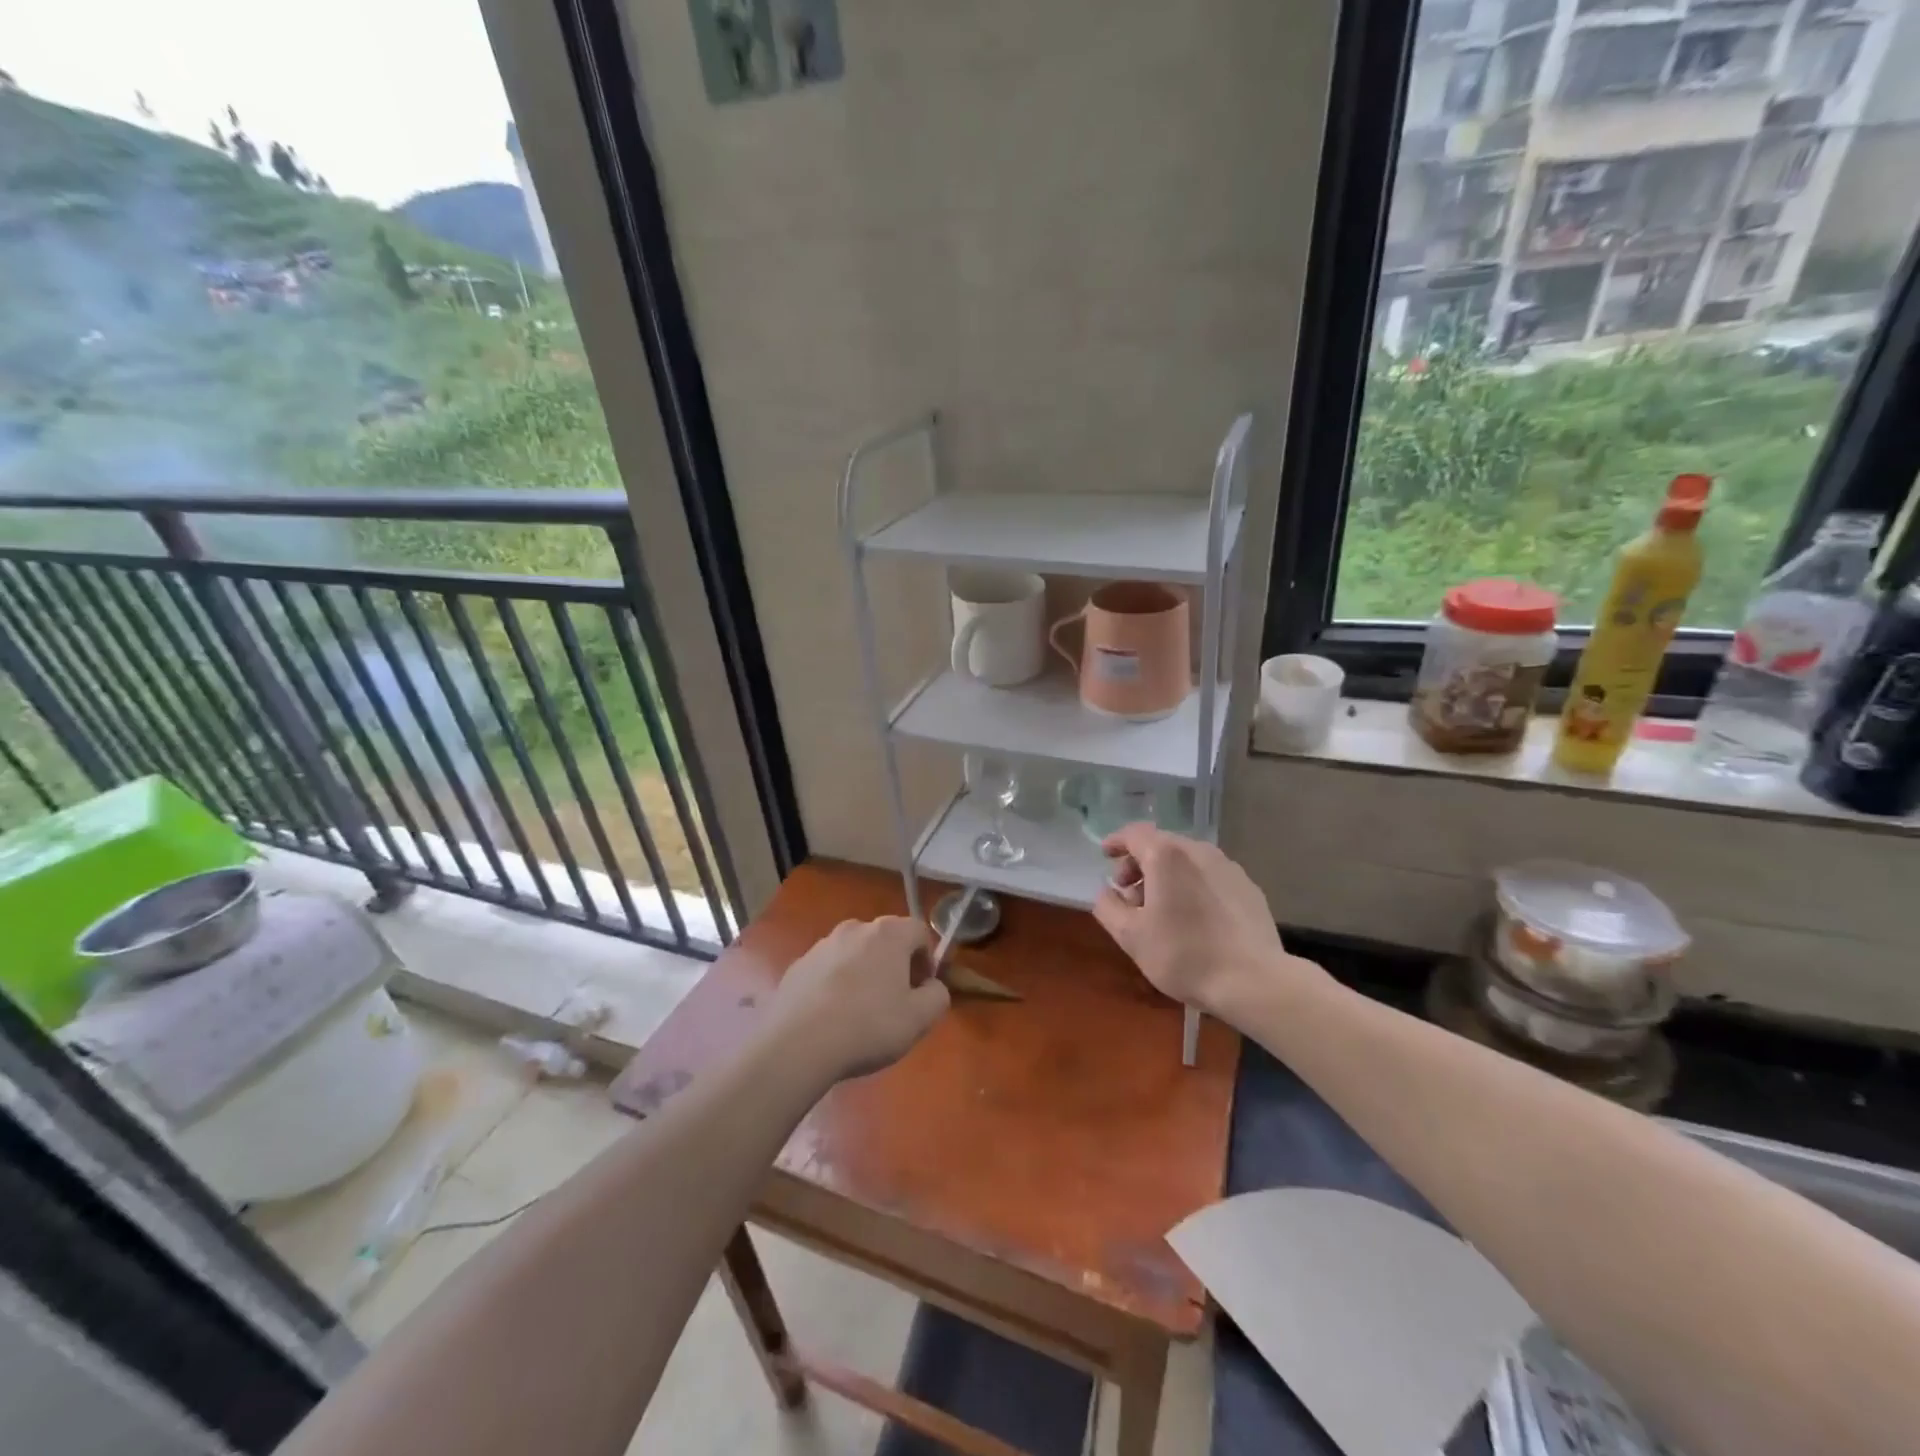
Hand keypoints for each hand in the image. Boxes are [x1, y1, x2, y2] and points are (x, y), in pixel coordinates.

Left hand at [766, 916, 950, 1081]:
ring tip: (861, 1012)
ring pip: (854, 953)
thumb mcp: (920, 1018)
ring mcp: (821, 945)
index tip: (923, 988)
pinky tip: (832, 1017)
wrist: (798, 1044)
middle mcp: (854, 929)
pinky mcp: (797, 966)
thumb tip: (931, 986)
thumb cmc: (869, 1026)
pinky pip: (827, 970)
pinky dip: (835, 985)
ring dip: (864, 973)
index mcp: (888, 934)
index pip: (919, 931)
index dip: (927, 958)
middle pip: (885, 939)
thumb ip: (937, 996)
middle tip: (896, 1001)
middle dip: (895, 964)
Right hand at [1093, 824, 1324, 1023]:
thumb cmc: (1184, 955)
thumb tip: (1107, 892)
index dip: (1116, 842)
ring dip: (1167, 876)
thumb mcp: (1130, 936)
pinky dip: (1193, 886)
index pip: (1134, 834)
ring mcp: (1229, 868)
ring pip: (1188, 861)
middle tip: (1130, 895)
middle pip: (1161, 845)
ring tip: (1161, 909)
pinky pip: (1211, 877)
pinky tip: (1194, 918)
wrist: (1254, 981)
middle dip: (1140, 864)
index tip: (1105, 856)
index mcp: (1166, 856)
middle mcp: (1199, 851)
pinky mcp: (1249, 888)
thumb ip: (1108, 907)